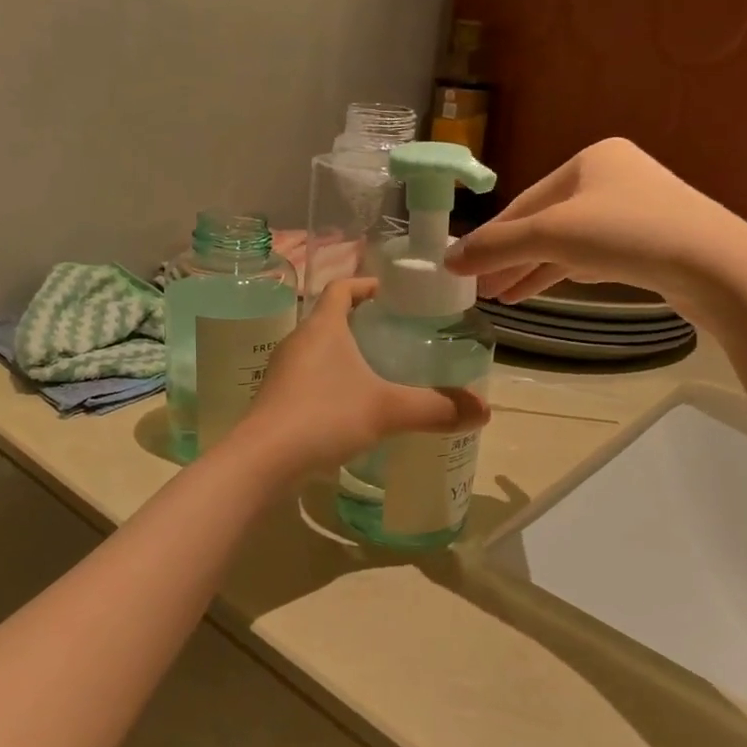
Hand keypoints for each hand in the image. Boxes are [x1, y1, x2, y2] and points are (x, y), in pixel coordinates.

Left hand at [229, 279, 489, 478]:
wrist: (262, 462)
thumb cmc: (324, 417)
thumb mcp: (387, 410)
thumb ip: (436, 408)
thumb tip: (484, 411)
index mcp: (322, 327)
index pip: (341, 287)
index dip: (366, 284)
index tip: (392, 293)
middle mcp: (298, 342)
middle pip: (330, 318)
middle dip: (361, 322)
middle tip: (396, 336)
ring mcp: (282, 372)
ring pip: (318, 351)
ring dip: (344, 355)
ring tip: (378, 372)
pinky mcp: (276, 401)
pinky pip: (308, 380)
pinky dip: (330, 383)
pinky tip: (350, 409)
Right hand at [444, 138, 746, 319]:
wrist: (715, 265)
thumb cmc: (627, 234)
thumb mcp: (552, 235)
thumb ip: (497, 246)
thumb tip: (448, 259)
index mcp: (589, 159)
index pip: (524, 202)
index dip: (491, 238)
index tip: (462, 268)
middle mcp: (611, 177)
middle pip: (544, 222)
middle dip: (511, 257)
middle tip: (481, 289)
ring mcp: (634, 209)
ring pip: (567, 242)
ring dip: (533, 270)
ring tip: (504, 298)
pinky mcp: (649, 242)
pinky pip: (592, 255)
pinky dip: (564, 272)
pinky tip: (542, 289)